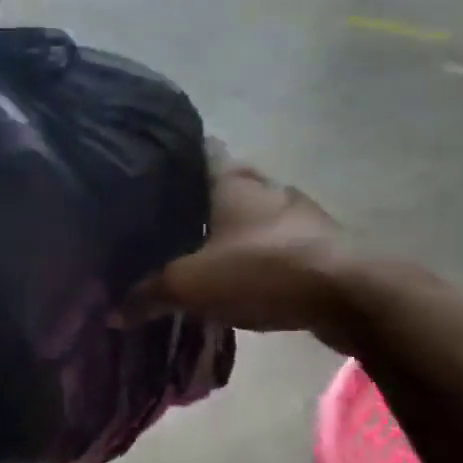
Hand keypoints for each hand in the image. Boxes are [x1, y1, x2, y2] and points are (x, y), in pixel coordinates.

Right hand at [122, 141, 351, 342]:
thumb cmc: (263, 270)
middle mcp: (265, 187)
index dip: (174, 156)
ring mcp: (298, 215)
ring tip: (198, 247)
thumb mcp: (190, 285)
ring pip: (253, 214)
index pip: (199, 150)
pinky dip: (255, 254)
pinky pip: (275, 243)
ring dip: (232, 228)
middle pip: (226, 183)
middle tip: (168, 216)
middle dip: (200, 197)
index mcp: (232, 182)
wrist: (351, 296)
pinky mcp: (319, 245)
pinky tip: (238, 274)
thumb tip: (111, 313)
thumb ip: (147, 295)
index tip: (149, 167)